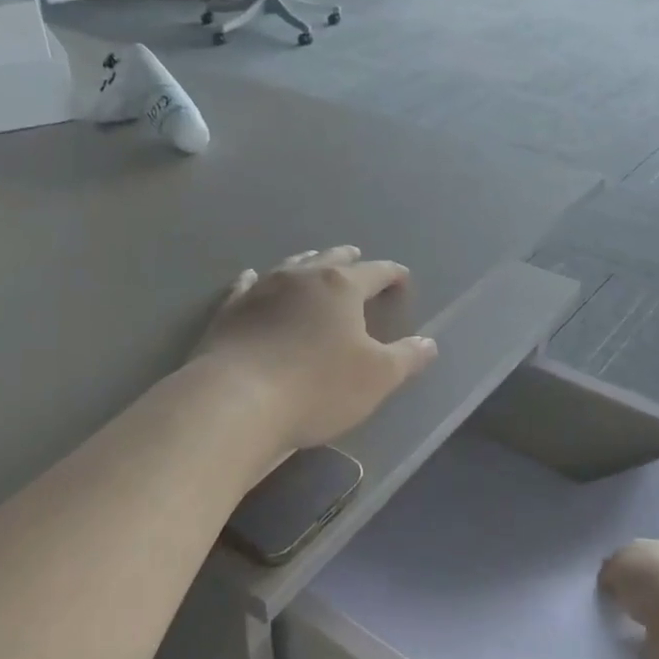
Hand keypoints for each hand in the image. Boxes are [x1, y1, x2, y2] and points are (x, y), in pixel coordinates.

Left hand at [192, 247, 438, 454]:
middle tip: (357, 257)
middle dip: (347, 259)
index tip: (402, 277)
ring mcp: (261, 290)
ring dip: (306, 263)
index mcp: (340, 287)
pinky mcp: (229, 310)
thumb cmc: (317, 387)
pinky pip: (246, 285)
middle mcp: (300, 277)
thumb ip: (406, 358)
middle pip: (329, 259)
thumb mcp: (376, 378)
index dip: (392, 274)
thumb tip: (429, 343)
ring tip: (314, 262)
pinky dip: (255, 279)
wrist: (236, 401)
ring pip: (289, 267)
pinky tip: (251, 277)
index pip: (375, 272)